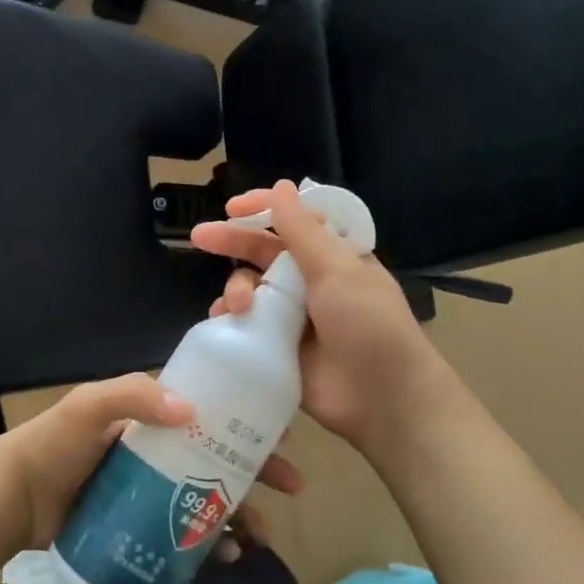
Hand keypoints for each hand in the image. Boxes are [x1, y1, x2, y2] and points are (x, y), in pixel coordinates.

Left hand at [0, 373, 304, 550]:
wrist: (15, 499)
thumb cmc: (55, 444)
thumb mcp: (89, 406)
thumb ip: (132, 396)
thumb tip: (190, 409)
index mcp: (152, 419)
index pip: (210, 415)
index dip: (246, 422)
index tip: (282, 433)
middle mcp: (160, 452)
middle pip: (219, 459)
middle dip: (258, 470)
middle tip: (293, 486)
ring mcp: (153, 492)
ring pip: (209, 500)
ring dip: (241, 514)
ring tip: (262, 536)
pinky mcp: (144, 527)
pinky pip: (187, 535)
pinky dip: (211, 546)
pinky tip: (229, 558)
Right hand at [190, 181, 459, 463]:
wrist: (382, 398)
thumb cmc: (368, 324)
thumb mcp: (339, 270)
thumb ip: (303, 231)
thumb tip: (282, 185)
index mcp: (333, 256)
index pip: (294, 221)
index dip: (264, 209)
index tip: (233, 207)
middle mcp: (311, 281)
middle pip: (264, 252)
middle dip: (233, 242)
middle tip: (201, 237)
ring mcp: (293, 316)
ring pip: (251, 288)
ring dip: (236, 289)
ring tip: (236, 306)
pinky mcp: (278, 348)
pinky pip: (246, 326)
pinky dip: (231, 321)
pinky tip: (223, 322)